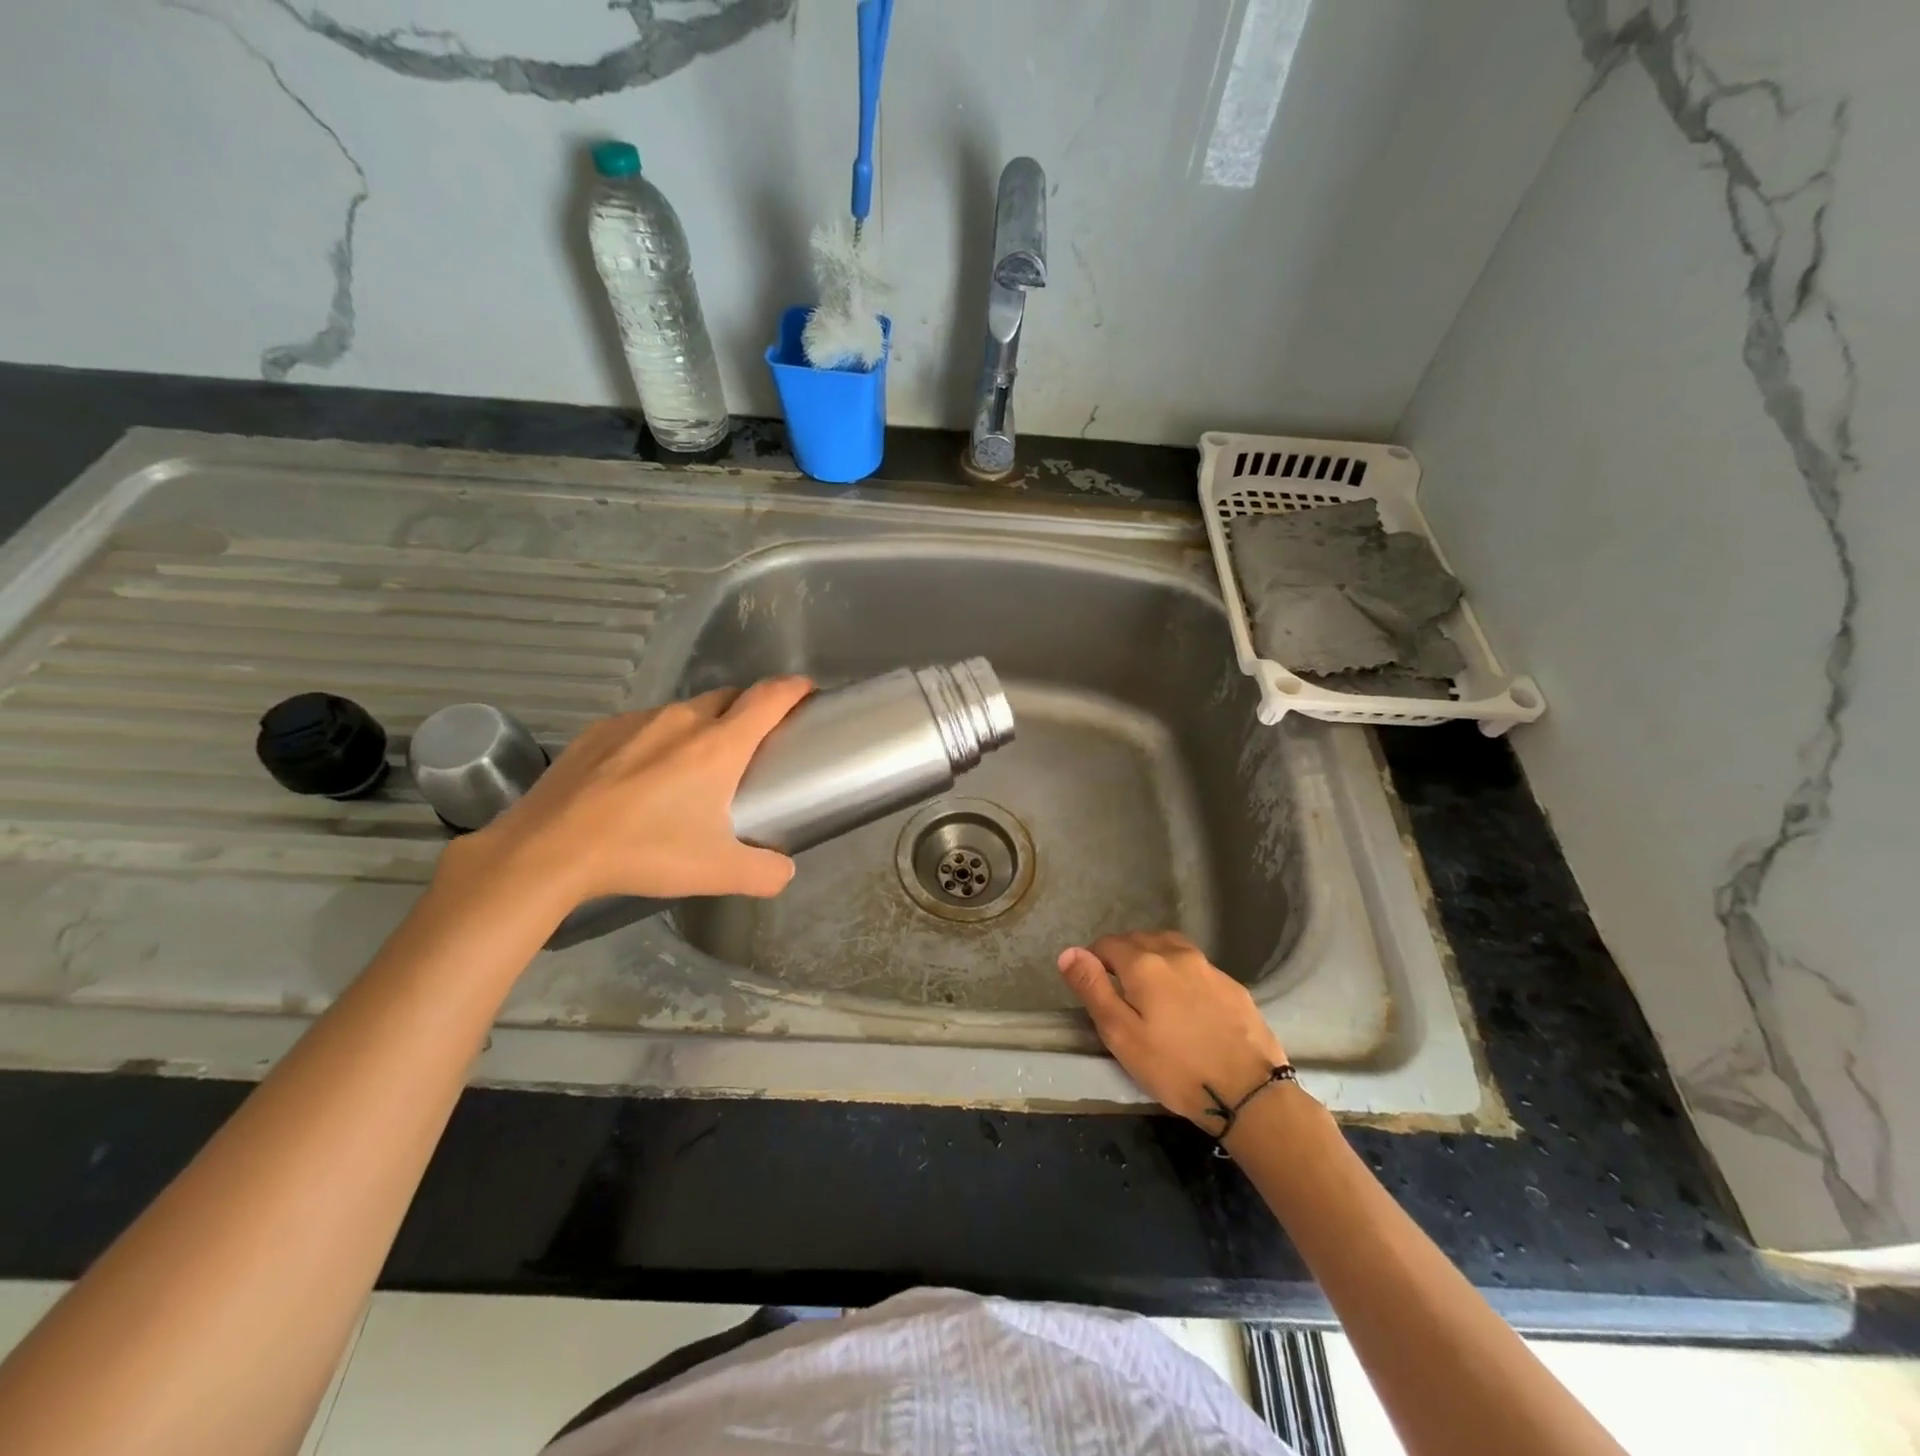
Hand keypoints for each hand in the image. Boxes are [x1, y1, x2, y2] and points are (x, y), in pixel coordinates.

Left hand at [445, 677, 814, 910]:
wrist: (549, 849)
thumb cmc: (645, 852)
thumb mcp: (718, 872)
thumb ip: (766, 872)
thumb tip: (785, 872)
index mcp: (719, 745)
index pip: (770, 697)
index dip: (795, 688)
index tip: (807, 692)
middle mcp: (682, 720)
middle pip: (729, 697)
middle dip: (749, 710)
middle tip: (752, 745)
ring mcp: (636, 721)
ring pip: (684, 711)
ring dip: (701, 727)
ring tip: (691, 767)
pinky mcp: (599, 730)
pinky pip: (643, 725)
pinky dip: (657, 739)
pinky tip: (640, 777)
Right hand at [1057, 931, 1289, 1130]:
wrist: (1249, 1092)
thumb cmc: (1175, 1068)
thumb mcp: (1121, 1034)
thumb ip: (1092, 989)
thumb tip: (1069, 952)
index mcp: (1144, 963)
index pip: (1107, 944)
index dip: (1093, 960)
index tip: (1093, 986)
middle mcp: (1176, 953)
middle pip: (1139, 939)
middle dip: (1122, 956)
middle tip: (1118, 991)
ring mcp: (1208, 967)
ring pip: (1170, 946)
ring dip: (1153, 957)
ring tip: (1149, 990)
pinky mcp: (1233, 985)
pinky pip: (1196, 966)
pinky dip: (1181, 973)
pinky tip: (1185, 1003)